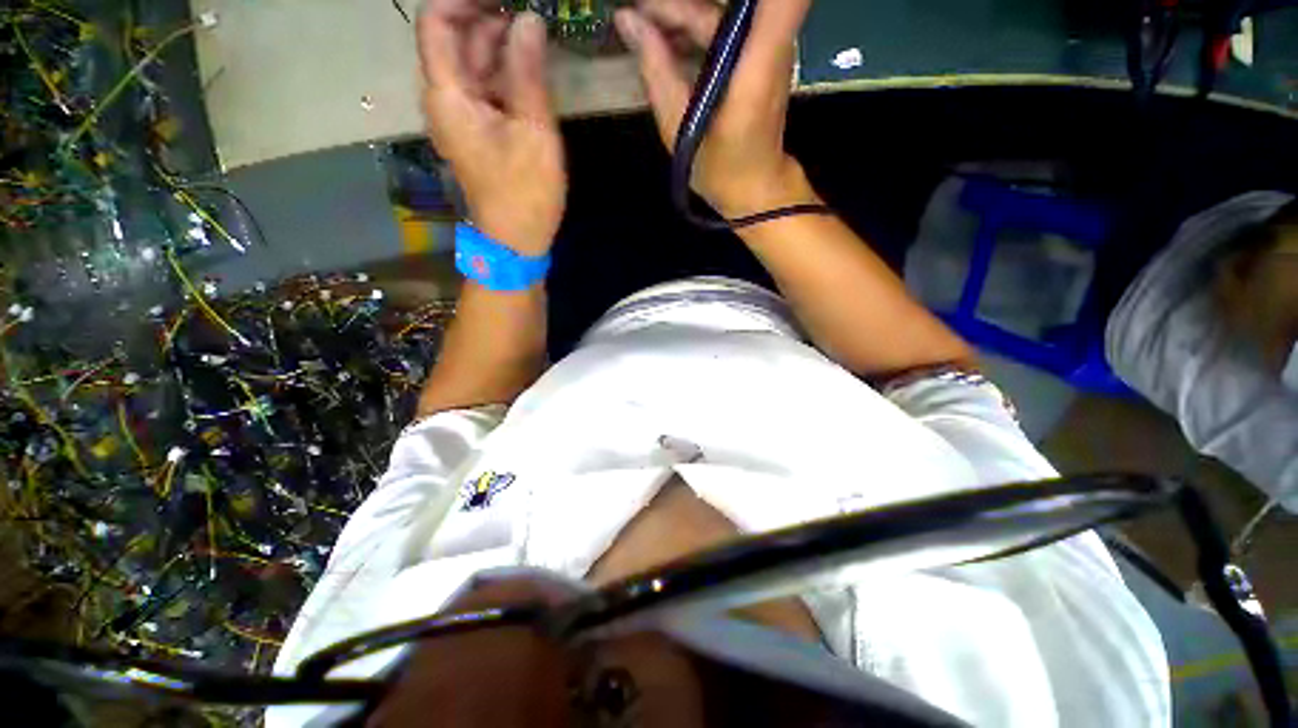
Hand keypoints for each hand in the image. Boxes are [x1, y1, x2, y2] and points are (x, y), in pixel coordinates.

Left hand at [418, 0, 565, 256]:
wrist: (516, 241)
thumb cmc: (525, 193)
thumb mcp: (534, 132)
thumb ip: (528, 73)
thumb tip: (530, 20)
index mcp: (448, 96)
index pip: (437, 23)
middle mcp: (446, 99)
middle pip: (456, 39)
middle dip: (489, 17)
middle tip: (531, 11)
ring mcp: (462, 116)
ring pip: (473, 63)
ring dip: (501, 44)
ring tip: (537, 31)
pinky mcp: (479, 131)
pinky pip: (486, 88)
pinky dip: (506, 72)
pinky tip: (532, 65)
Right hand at [614, 0, 816, 219]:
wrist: (755, 189)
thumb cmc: (721, 167)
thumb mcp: (681, 127)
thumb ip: (657, 70)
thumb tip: (627, 21)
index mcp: (757, 61)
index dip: (707, 3)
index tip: (669, 10)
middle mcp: (772, 43)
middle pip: (726, 3)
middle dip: (678, 5)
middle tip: (638, 13)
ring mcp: (771, 48)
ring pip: (724, 10)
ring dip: (683, 14)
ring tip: (644, 25)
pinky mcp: (763, 56)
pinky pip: (727, 26)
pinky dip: (695, 27)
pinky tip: (668, 40)